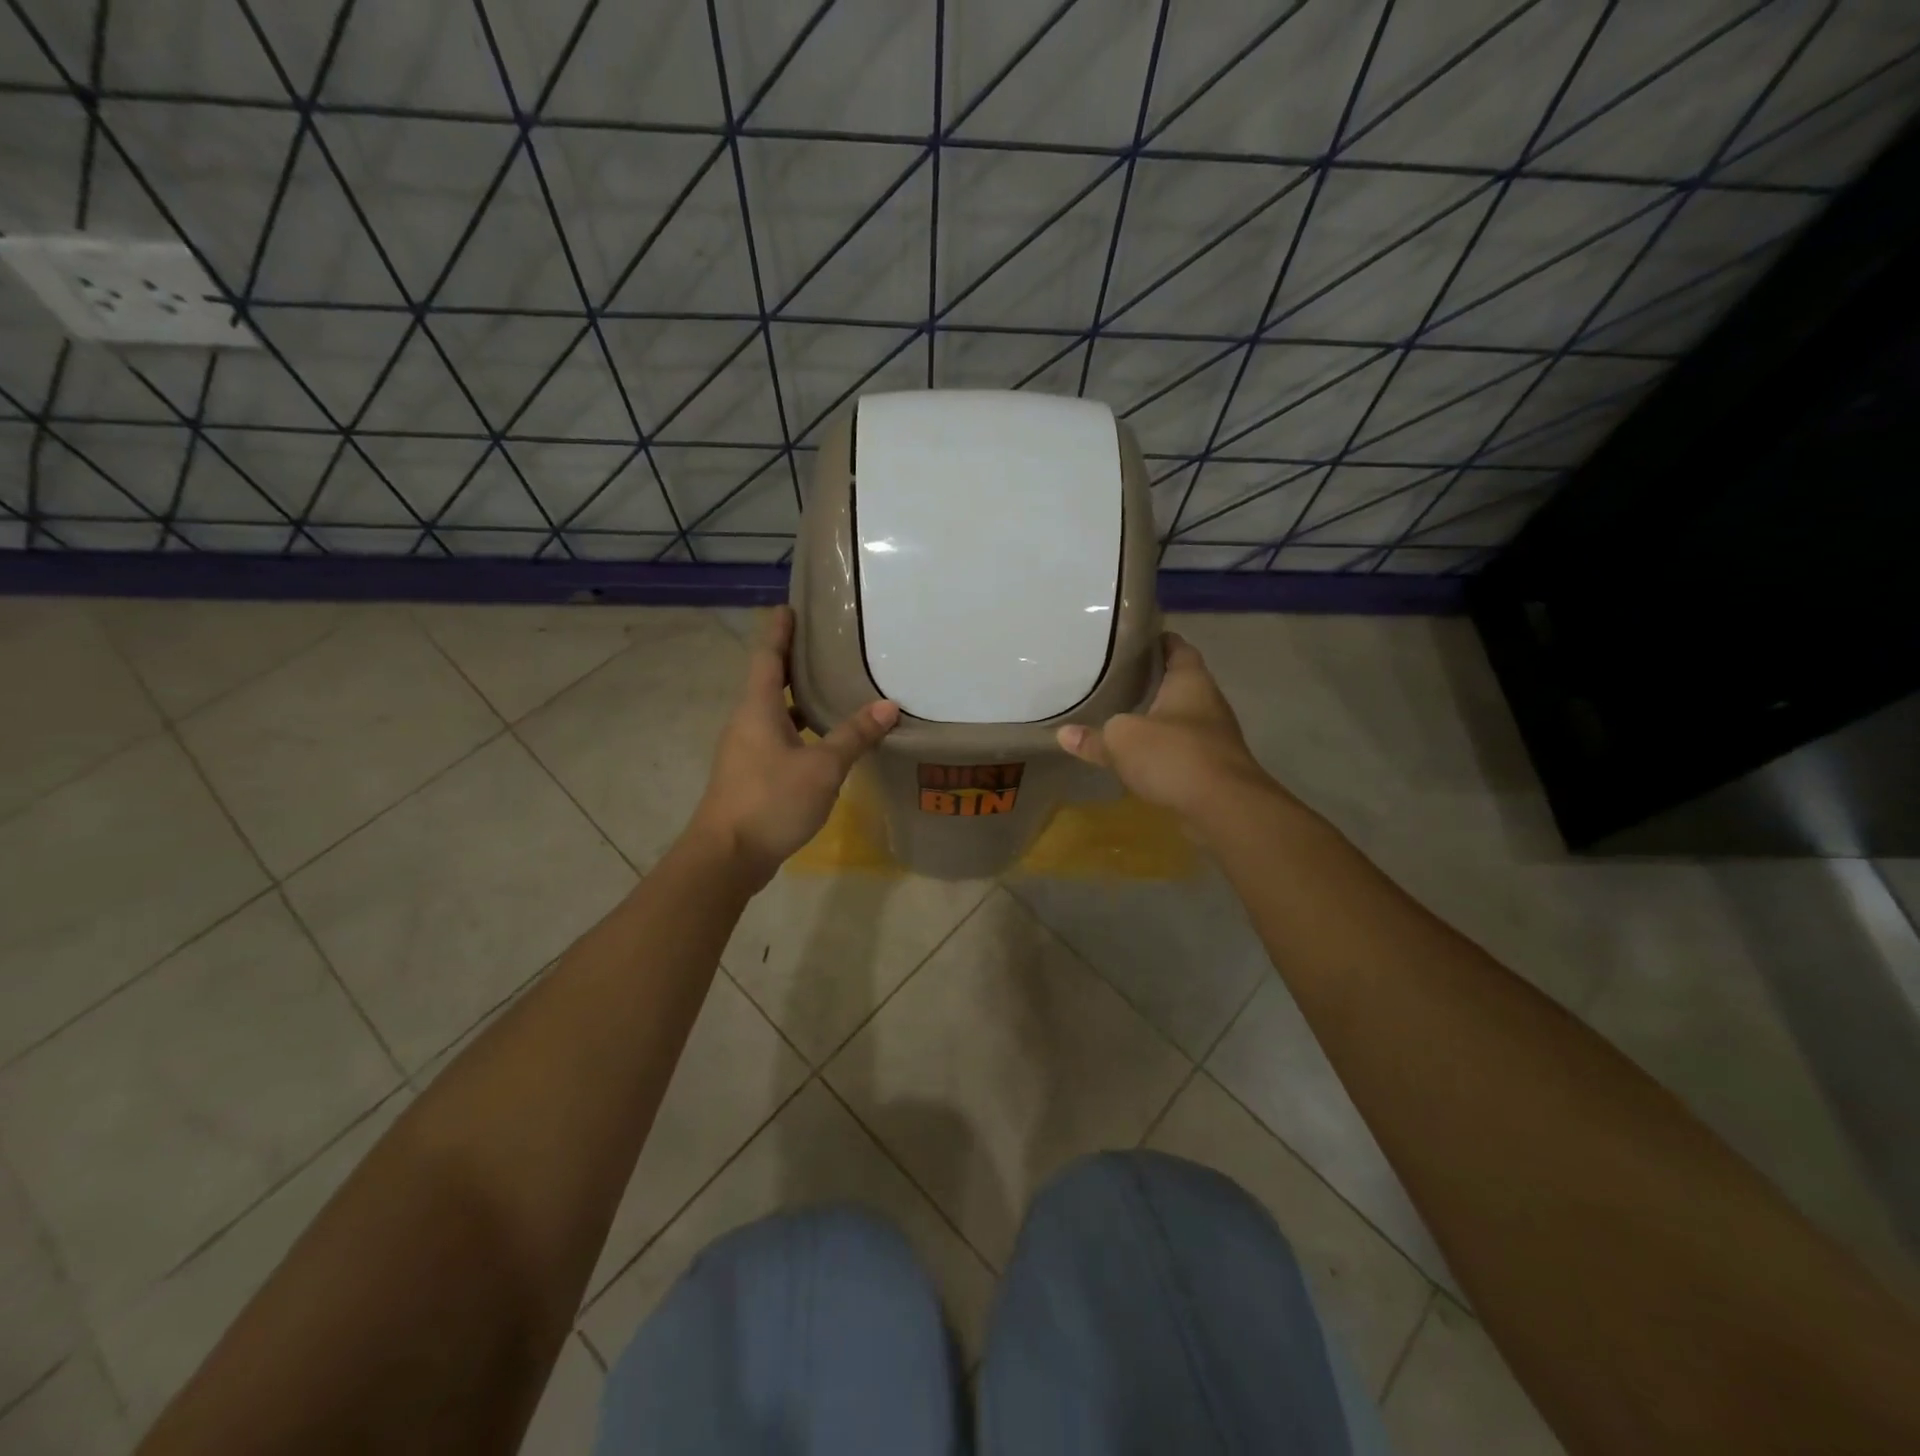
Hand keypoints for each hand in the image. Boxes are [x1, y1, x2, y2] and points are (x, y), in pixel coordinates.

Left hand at [689, 605, 898, 884]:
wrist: (727, 856)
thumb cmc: (771, 800)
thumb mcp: (822, 767)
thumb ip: (854, 735)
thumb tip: (889, 705)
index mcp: (757, 708)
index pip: (767, 655)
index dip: (779, 630)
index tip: (791, 606)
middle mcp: (747, 721)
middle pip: (770, 679)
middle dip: (794, 659)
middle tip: (825, 642)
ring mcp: (746, 749)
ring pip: (774, 710)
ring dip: (798, 696)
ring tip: (832, 684)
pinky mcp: (751, 774)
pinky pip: (777, 736)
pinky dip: (799, 727)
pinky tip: (824, 738)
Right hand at [1056, 632, 1275, 821]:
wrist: (1224, 808)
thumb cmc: (1174, 755)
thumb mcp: (1122, 741)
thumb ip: (1093, 737)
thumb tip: (1063, 734)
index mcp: (1190, 681)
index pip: (1177, 647)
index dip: (1156, 640)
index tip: (1131, 640)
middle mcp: (1208, 702)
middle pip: (1179, 683)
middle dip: (1151, 681)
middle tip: (1116, 679)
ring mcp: (1214, 736)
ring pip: (1180, 718)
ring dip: (1157, 718)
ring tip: (1122, 715)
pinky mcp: (1213, 767)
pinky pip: (1182, 749)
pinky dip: (1163, 749)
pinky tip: (1140, 756)